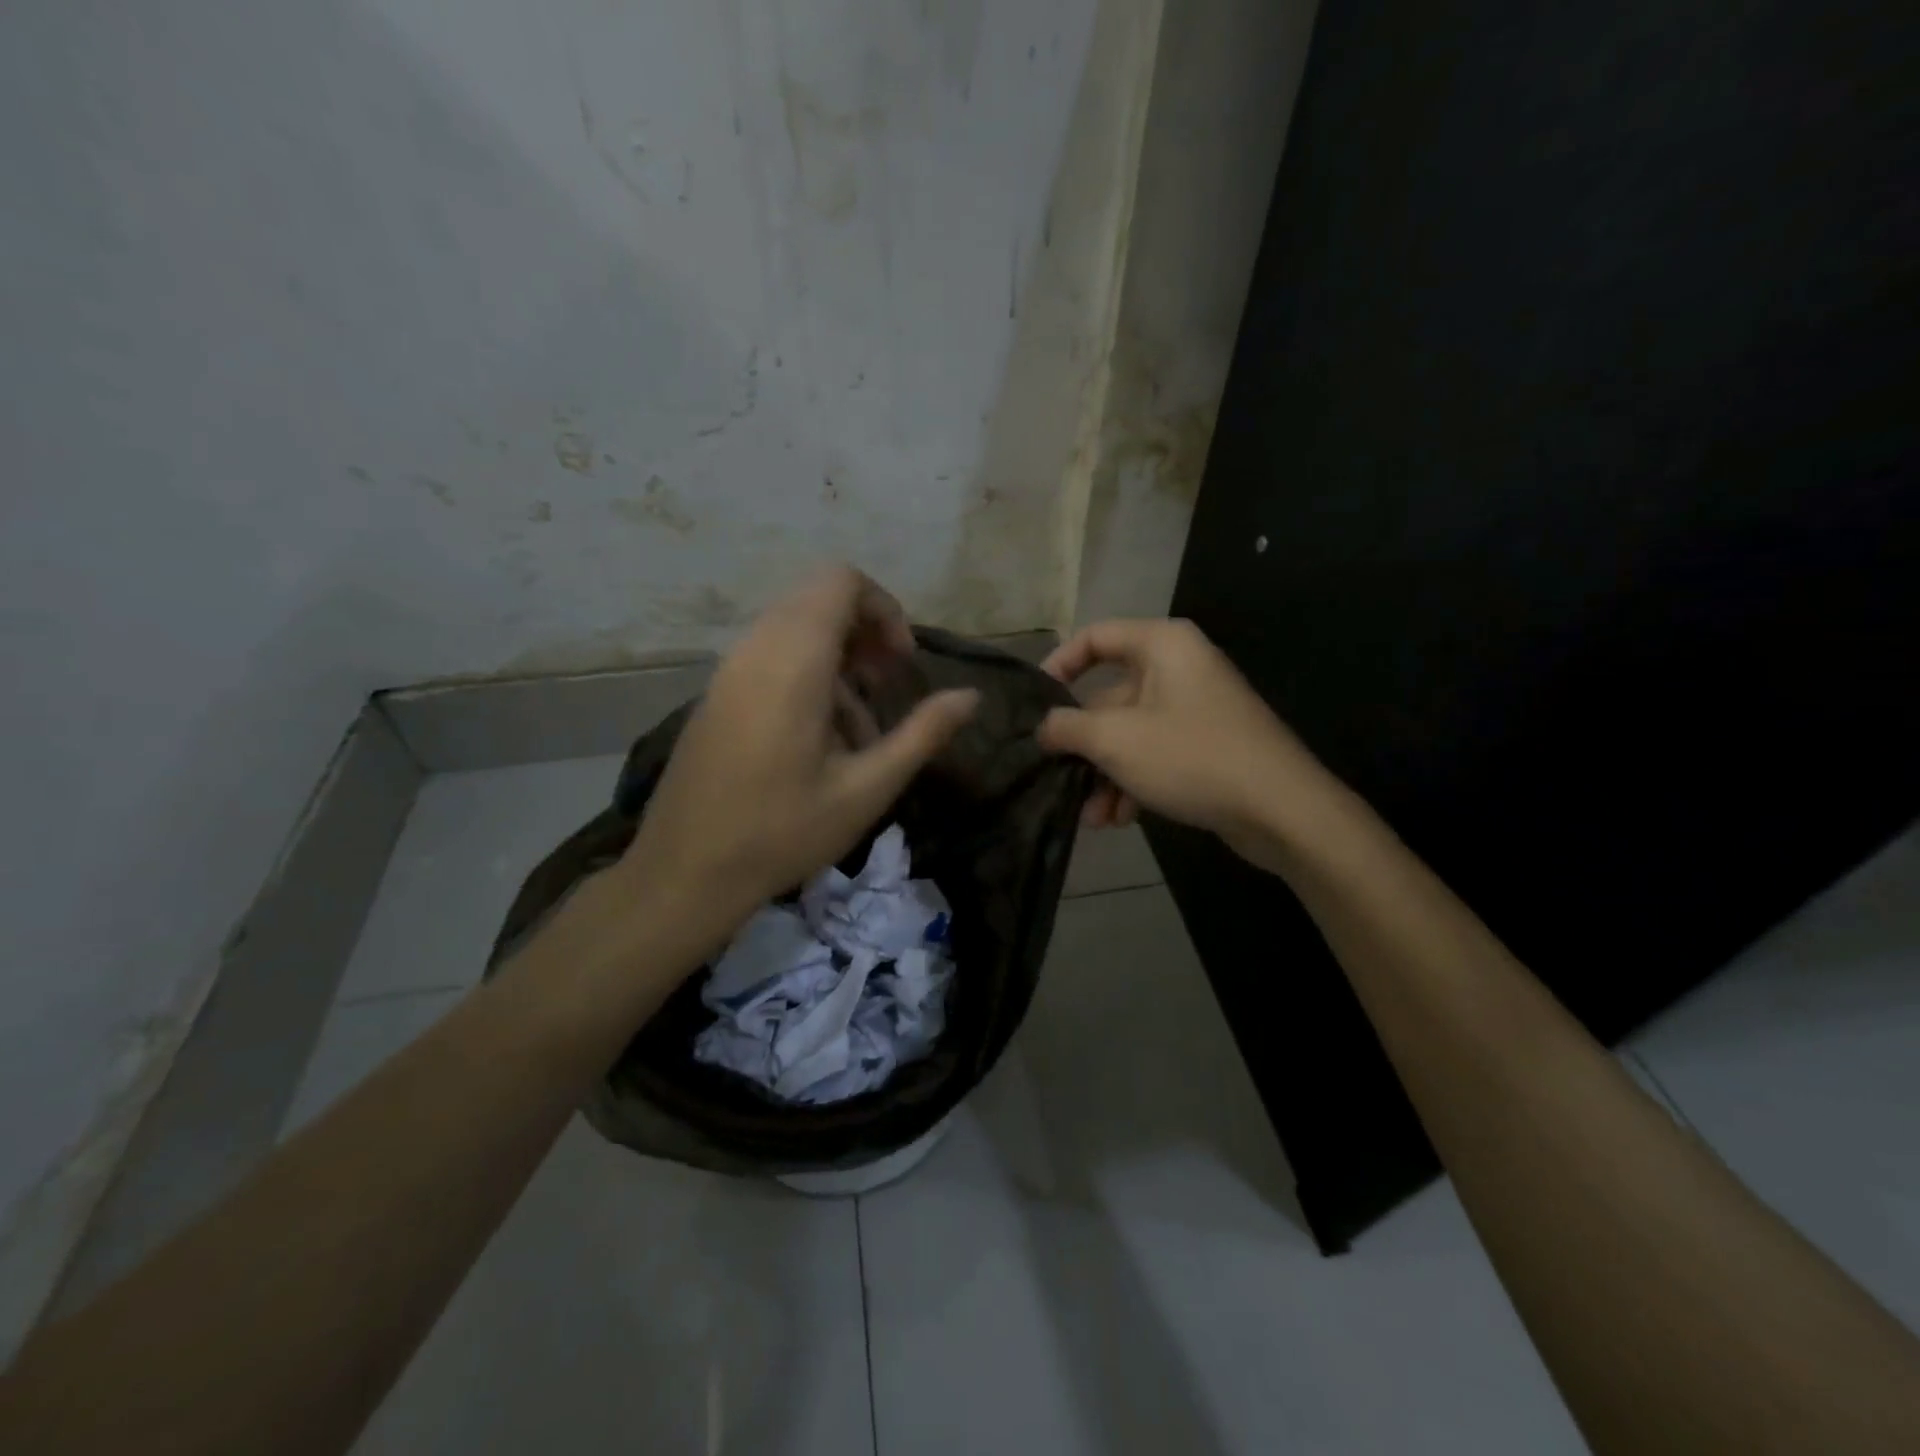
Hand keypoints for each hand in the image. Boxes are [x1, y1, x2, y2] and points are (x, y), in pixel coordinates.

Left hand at [621, 565, 977, 934]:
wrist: (684, 873)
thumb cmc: (782, 832)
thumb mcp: (867, 789)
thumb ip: (923, 734)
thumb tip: (972, 696)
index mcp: (793, 662)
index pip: (840, 582)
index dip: (883, 609)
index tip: (902, 664)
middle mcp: (755, 650)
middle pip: (819, 601)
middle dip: (865, 636)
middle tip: (887, 690)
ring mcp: (729, 671)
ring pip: (795, 631)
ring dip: (838, 664)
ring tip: (858, 733)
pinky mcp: (716, 694)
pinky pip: (770, 658)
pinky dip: (807, 677)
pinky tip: (819, 743)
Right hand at [1037, 619, 1326, 861]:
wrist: (1281, 809)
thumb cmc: (1191, 757)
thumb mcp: (1115, 740)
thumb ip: (1068, 727)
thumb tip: (1043, 726)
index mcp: (1162, 645)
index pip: (1094, 637)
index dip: (1058, 665)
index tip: (1033, 702)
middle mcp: (1179, 668)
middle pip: (1109, 696)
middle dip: (1083, 745)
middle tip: (1057, 775)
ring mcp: (1195, 707)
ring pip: (1130, 733)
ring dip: (1105, 774)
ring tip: (1092, 818)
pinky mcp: (1206, 744)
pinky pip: (1155, 753)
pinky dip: (1133, 781)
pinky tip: (1120, 819)